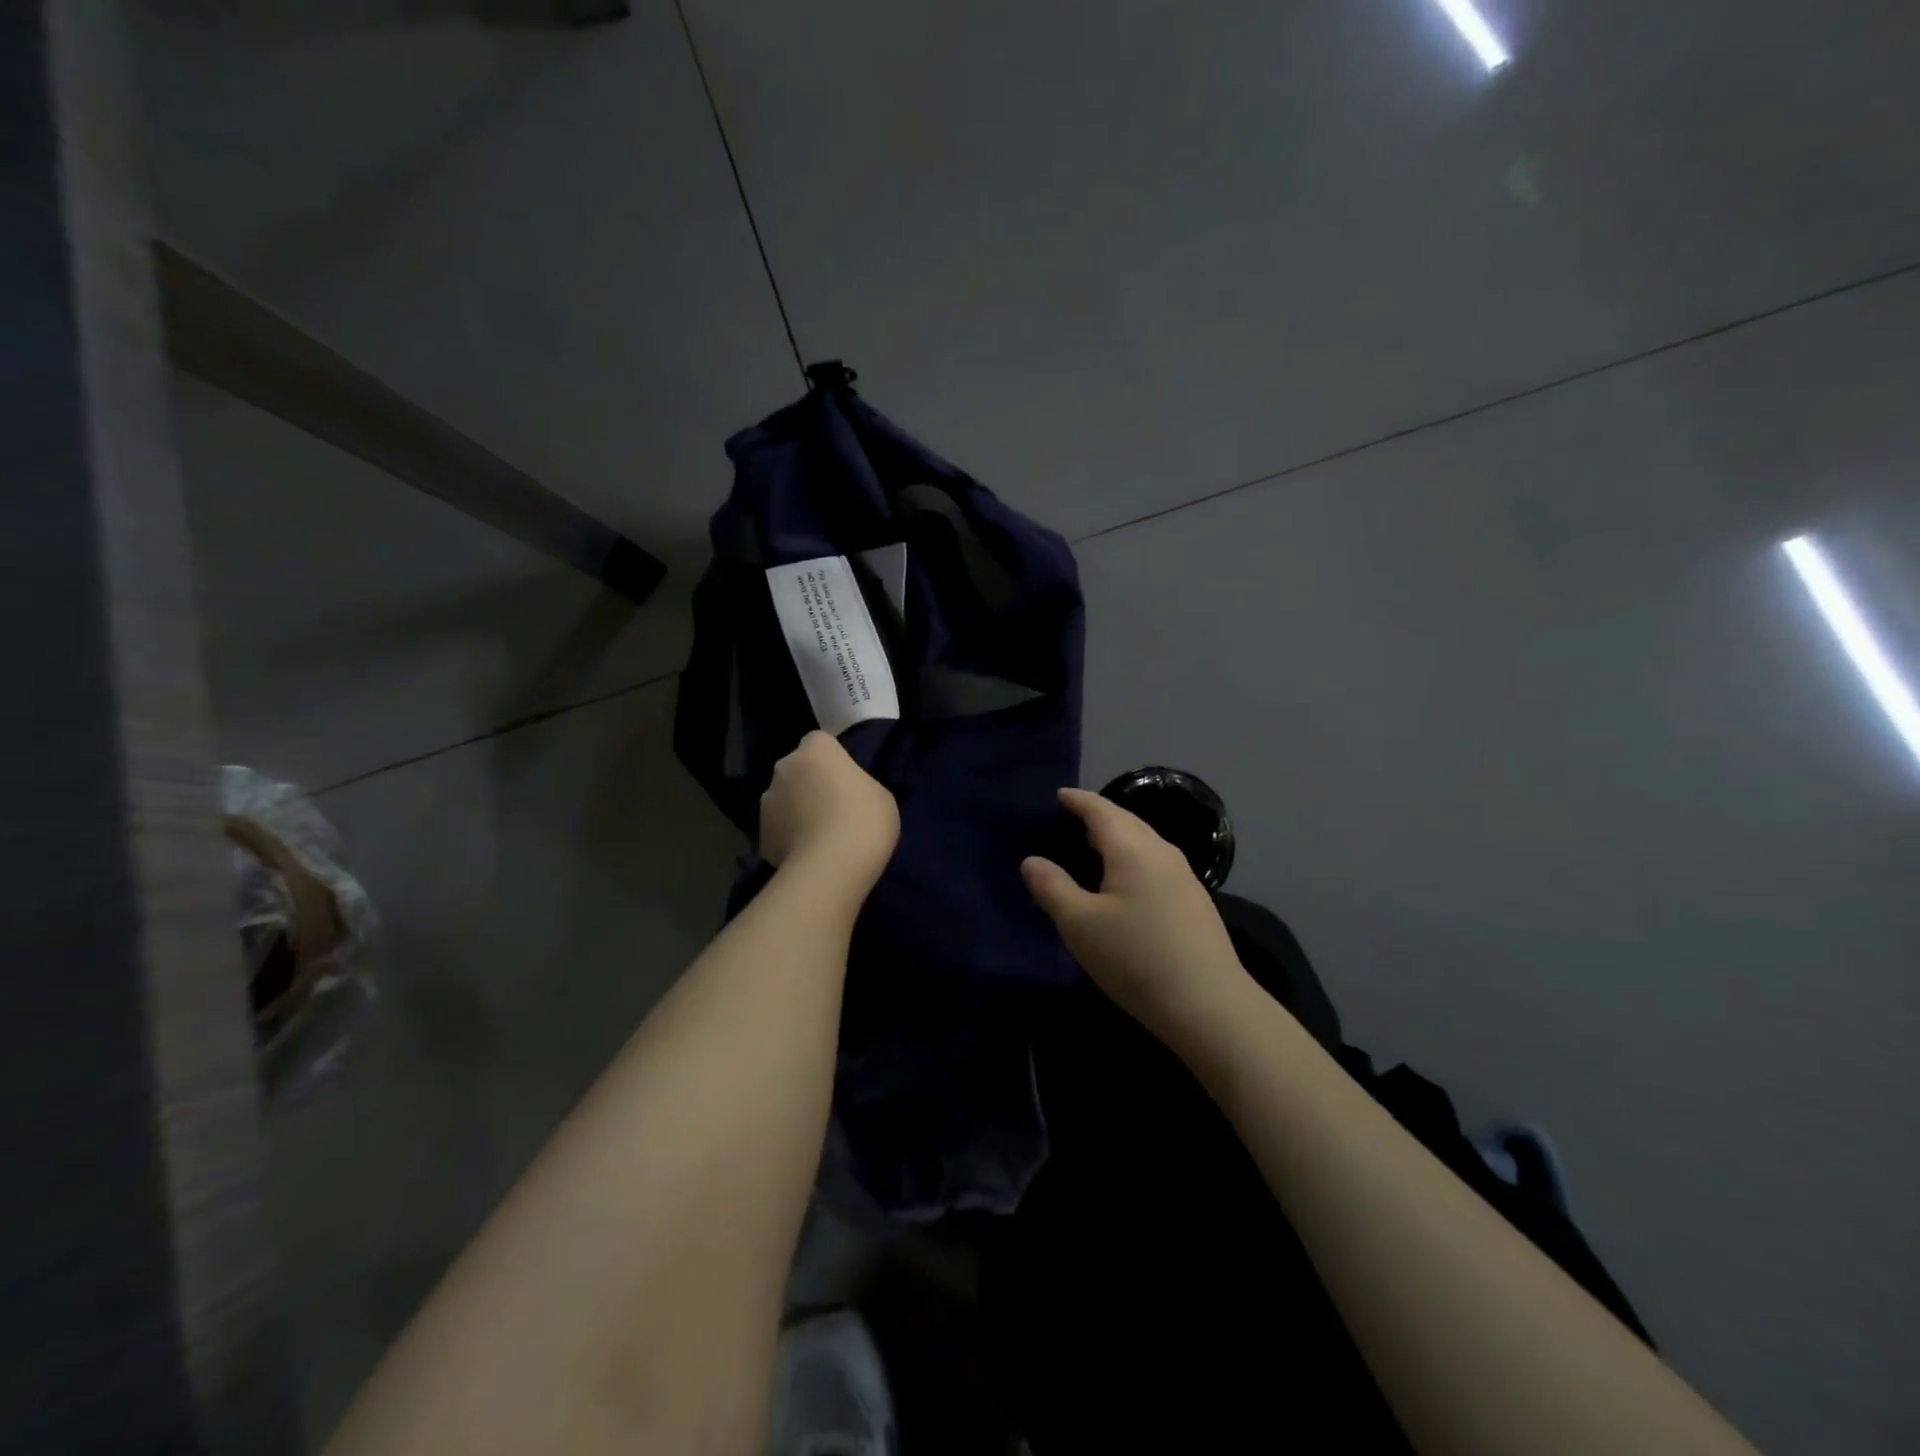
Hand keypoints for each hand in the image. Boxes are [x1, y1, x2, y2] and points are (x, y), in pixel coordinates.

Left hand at [759, 731, 900, 897]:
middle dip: (810, 783)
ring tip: (819, 837)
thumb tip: (844, 792)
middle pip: (797, 769)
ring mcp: (767, 802)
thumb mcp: (879, 795)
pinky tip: (808, 856)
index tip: (846, 779)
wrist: (829, 868)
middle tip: (833, 808)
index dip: (832, 759)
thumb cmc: (864, 820)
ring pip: (784, 800)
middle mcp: (784, 768)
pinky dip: (789, 838)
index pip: (820, 741)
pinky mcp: (760, 836)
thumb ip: (857, 784)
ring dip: (796, 811)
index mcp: (816, 750)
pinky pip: (779, 830)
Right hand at [1022, 788, 1254, 1052]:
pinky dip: (1132, 860)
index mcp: (1133, 848)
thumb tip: (1031, 861)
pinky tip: (1123, 883)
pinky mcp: (1194, 902)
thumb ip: (1052, 888)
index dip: (1077, 800)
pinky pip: (1155, 864)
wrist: (1209, 1006)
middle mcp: (1162, 852)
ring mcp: (1184, 877)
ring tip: (1091, 849)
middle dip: (1097, 816)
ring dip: (1117, 839)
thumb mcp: (1080, 925)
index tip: (1058, 795)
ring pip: (1144, 843)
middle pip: (1126, 821)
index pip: (1100, 810)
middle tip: (1069, 820)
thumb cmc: (1135, 958)